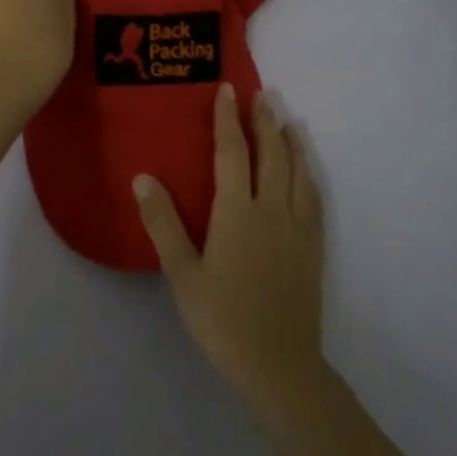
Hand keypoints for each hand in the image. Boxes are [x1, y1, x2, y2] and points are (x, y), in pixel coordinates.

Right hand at [134, 85, 325, 415]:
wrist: (278, 365)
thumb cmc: (221, 319)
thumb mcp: (182, 274)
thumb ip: (163, 223)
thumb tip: (143, 177)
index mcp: (237, 213)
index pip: (232, 152)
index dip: (228, 119)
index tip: (227, 90)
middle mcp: (272, 210)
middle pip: (271, 154)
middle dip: (264, 121)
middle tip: (262, 94)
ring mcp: (297, 227)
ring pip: (297, 171)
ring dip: (290, 141)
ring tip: (286, 120)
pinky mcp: (313, 246)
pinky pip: (313, 197)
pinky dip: (308, 172)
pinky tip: (305, 169)